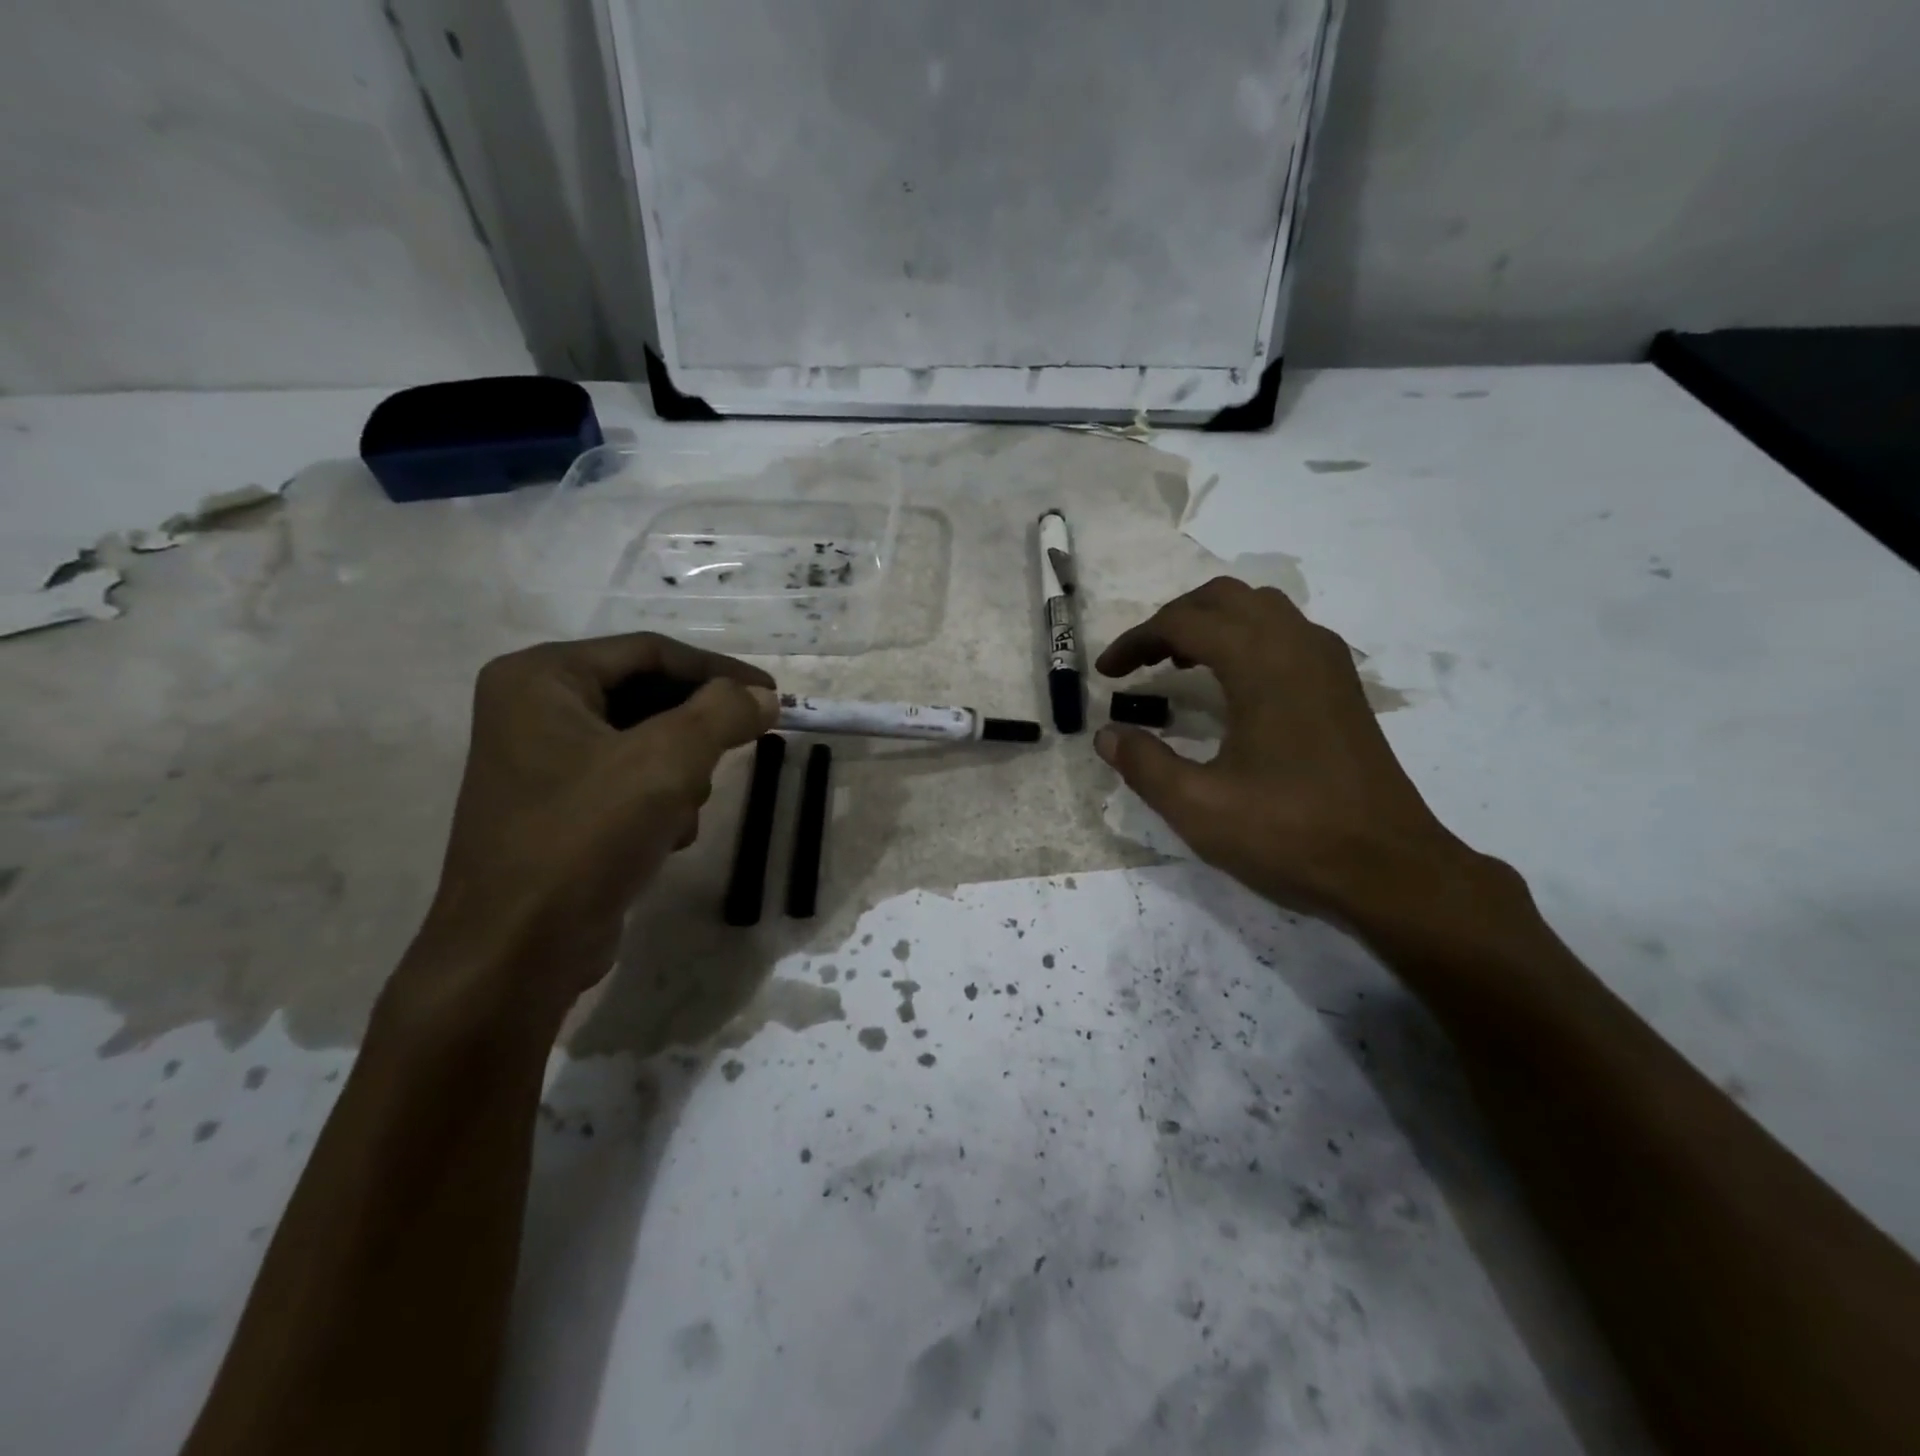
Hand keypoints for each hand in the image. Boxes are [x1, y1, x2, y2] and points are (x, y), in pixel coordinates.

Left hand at [395, 634, 776, 1033]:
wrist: (517, 952)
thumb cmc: (585, 838)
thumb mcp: (668, 762)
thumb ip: (724, 713)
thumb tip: (763, 697)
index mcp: (540, 678)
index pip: (649, 652)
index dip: (718, 671)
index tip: (772, 696)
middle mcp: (532, 709)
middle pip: (646, 696)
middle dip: (696, 728)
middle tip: (744, 746)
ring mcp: (540, 762)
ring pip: (643, 741)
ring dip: (680, 771)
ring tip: (687, 808)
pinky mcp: (556, 808)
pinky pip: (626, 780)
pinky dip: (658, 800)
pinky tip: (666, 837)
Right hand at [1095, 578, 1506, 941]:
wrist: (1390, 869)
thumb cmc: (1289, 835)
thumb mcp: (1198, 807)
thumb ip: (1143, 764)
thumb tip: (1107, 735)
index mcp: (1261, 664)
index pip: (1184, 623)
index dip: (1136, 641)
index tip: (1106, 673)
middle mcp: (1298, 645)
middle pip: (1224, 598)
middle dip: (1173, 620)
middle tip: (1140, 660)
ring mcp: (1328, 663)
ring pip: (1261, 608)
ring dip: (1212, 623)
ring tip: (1180, 663)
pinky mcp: (1342, 686)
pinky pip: (1286, 632)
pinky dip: (1246, 637)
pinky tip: (1233, 683)